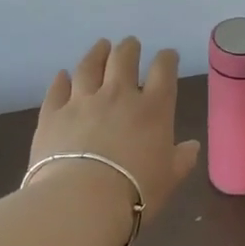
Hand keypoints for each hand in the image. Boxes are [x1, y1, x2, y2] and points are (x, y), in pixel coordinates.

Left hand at [30, 38, 201, 222]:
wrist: (81, 201)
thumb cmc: (136, 191)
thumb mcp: (169, 178)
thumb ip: (182, 159)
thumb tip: (192, 146)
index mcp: (153, 108)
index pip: (163, 71)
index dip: (167, 59)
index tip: (168, 56)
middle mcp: (118, 95)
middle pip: (124, 59)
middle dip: (129, 48)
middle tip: (131, 44)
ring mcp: (82, 101)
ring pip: (89, 66)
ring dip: (97, 53)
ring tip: (101, 45)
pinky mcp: (52, 114)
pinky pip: (57, 89)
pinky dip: (61, 80)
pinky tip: (63, 75)